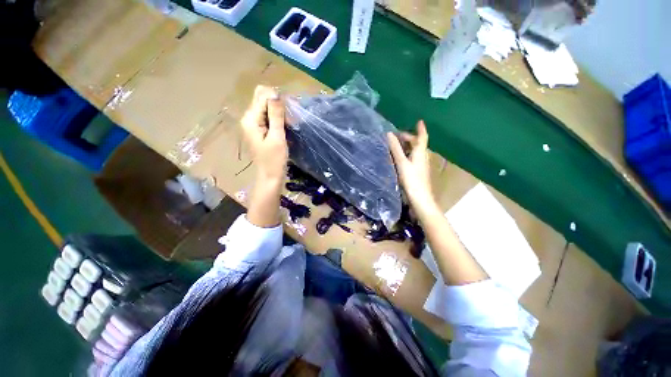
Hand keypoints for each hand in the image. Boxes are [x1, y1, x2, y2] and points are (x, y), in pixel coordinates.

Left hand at [241, 86, 287, 227]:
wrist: (270, 176)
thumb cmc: (274, 160)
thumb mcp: (277, 137)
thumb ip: (276, 115)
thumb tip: (276, 93)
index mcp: (250, 119)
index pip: (262, 95)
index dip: (277, 99)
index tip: (288, 113)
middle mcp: (249, 118)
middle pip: (263, 99)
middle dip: (278, 105)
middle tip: (289, 119)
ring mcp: (253, 124)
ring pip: (267, 107)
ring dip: (279, 112)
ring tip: (289, 125)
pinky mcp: (259, 129)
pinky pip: (268, 116)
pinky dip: (277, 118)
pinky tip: (284, 127)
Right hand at [387, 120, 433, 209]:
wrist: (420, 198)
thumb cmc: (411, 179)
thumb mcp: (402, 162)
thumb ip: (396, 149)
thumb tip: (389, 134)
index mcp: (420, 152)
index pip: (422, 137)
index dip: (421, 129)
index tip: (419, 121)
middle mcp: (423, 157)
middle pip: (418, 144)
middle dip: (409, 138)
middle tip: (397, 136)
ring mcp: (421, 165)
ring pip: (415, 151)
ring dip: (408, 146)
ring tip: (397, 145)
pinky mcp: (418, 172)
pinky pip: (413, 158)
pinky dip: (407, 154)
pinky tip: (400, 158)